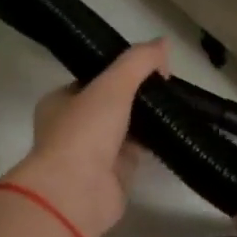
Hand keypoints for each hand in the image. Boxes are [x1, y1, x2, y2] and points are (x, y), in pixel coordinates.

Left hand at [3, 40, 167, 236]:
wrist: (77, 193)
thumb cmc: (85, 132)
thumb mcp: (112, 85)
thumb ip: (138, 61)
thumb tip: (163, 43)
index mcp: (60, 102)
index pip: (93, 79)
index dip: (121, 70)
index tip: (151, 67)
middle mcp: (73, 127)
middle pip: (112, 105)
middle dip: (138, 97)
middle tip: (167, 87)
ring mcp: (93, 154)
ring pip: (126, 130)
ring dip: (147, 121)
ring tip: (176, 106)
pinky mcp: (113, 177)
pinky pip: (137, 154)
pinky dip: (153, 145)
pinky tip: (174, 132)